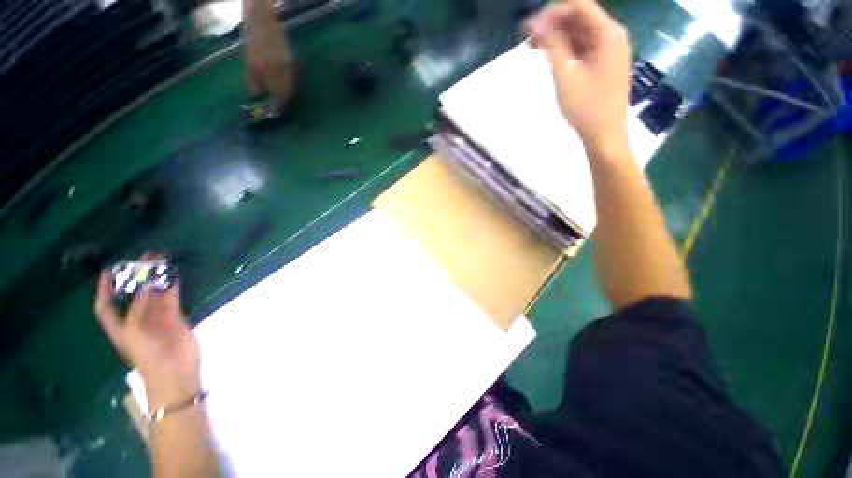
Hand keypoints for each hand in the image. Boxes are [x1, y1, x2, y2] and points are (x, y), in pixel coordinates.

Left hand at [94, 254, 200, 409]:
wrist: (175, 370)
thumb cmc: (147, 355)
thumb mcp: (136, 331)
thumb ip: (140, 306)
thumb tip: (147, 283)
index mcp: (120, 327)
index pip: (107, 306)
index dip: (105, 289)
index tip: (111, 270)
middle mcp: (136, 320)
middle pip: (133, 295)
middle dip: (136, 278)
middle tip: (144, 260)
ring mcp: (157, 318)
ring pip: (155, 294)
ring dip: (157, 279)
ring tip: (161, 262)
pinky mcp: (175, 317)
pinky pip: (172, 297)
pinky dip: (173, 286)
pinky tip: (174, 274)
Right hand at [526, 0, 630, 152]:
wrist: (604, 135)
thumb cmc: (585, 107)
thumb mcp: (565, 75)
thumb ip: (551, 45)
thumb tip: (533, 22)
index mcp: (608, 33)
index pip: (579, 6)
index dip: (553, 12)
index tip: (529, 26)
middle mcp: (612, 36)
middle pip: (580, 18)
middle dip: (553, 25)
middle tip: (528, 40)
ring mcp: (609, 51)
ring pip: (580, 34)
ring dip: (557, 38)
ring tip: (534, 49)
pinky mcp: (603, 64)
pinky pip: (583, 48)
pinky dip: (566, 50)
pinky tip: (550, 58)